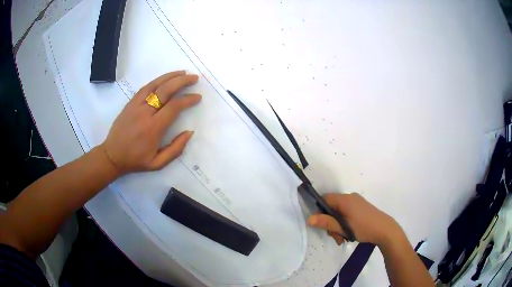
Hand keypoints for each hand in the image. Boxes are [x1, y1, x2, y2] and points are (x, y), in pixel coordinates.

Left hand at [100, 71, 200, 173]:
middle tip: (194, 78)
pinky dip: (157, 81)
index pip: (174, 107)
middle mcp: (145, 113)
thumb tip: (190, 132)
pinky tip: (165, 79)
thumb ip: (176, 149)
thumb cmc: (136, 160)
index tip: (197, 97)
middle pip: (166, 90)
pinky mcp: (130, 103)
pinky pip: (145, 87)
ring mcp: (136, 105)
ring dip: (170, 76)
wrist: (112, 155)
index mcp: (153, 128)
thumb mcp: (158, 163)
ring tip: (183, 73)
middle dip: (182, 81)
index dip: (188, 99)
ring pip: (155, 85)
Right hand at [308, 193, 402, 245]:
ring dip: (338, 225)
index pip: (325, 199)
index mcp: (345, 199)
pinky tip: (349, 234)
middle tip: (335, 237)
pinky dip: (344, 222)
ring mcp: (357, 202)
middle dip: (330, 222)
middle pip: (332, 207)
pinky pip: (347, 212)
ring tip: (343, 238)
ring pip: (340, 212)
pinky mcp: (361, 207)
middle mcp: (350, 197)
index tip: (322, 224)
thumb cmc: (364, 228)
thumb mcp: (343, 227)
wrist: (385, 230)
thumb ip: (326, 222)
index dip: (320, 210)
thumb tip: (309, 218)